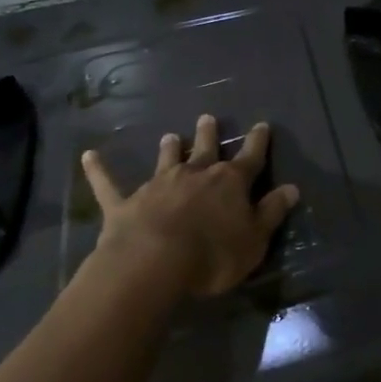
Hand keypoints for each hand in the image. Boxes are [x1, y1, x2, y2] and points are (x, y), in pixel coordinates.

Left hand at [79, 116, 299, 297]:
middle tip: (208, 118)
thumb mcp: (255, 239)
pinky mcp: (125, 204)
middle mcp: (195, 175)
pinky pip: (109, 184)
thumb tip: (292, 188)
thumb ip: (272, 212)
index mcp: (230, 183)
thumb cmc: (213, 255)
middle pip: (205, 149)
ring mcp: (158, 186)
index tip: (262, 125)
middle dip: (208, 134)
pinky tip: (88, 156)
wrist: (154, 263)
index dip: (258, 142)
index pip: (250, 157)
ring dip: (169, 148)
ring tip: (169, 136)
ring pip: (166, 160)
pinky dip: (99, 170)